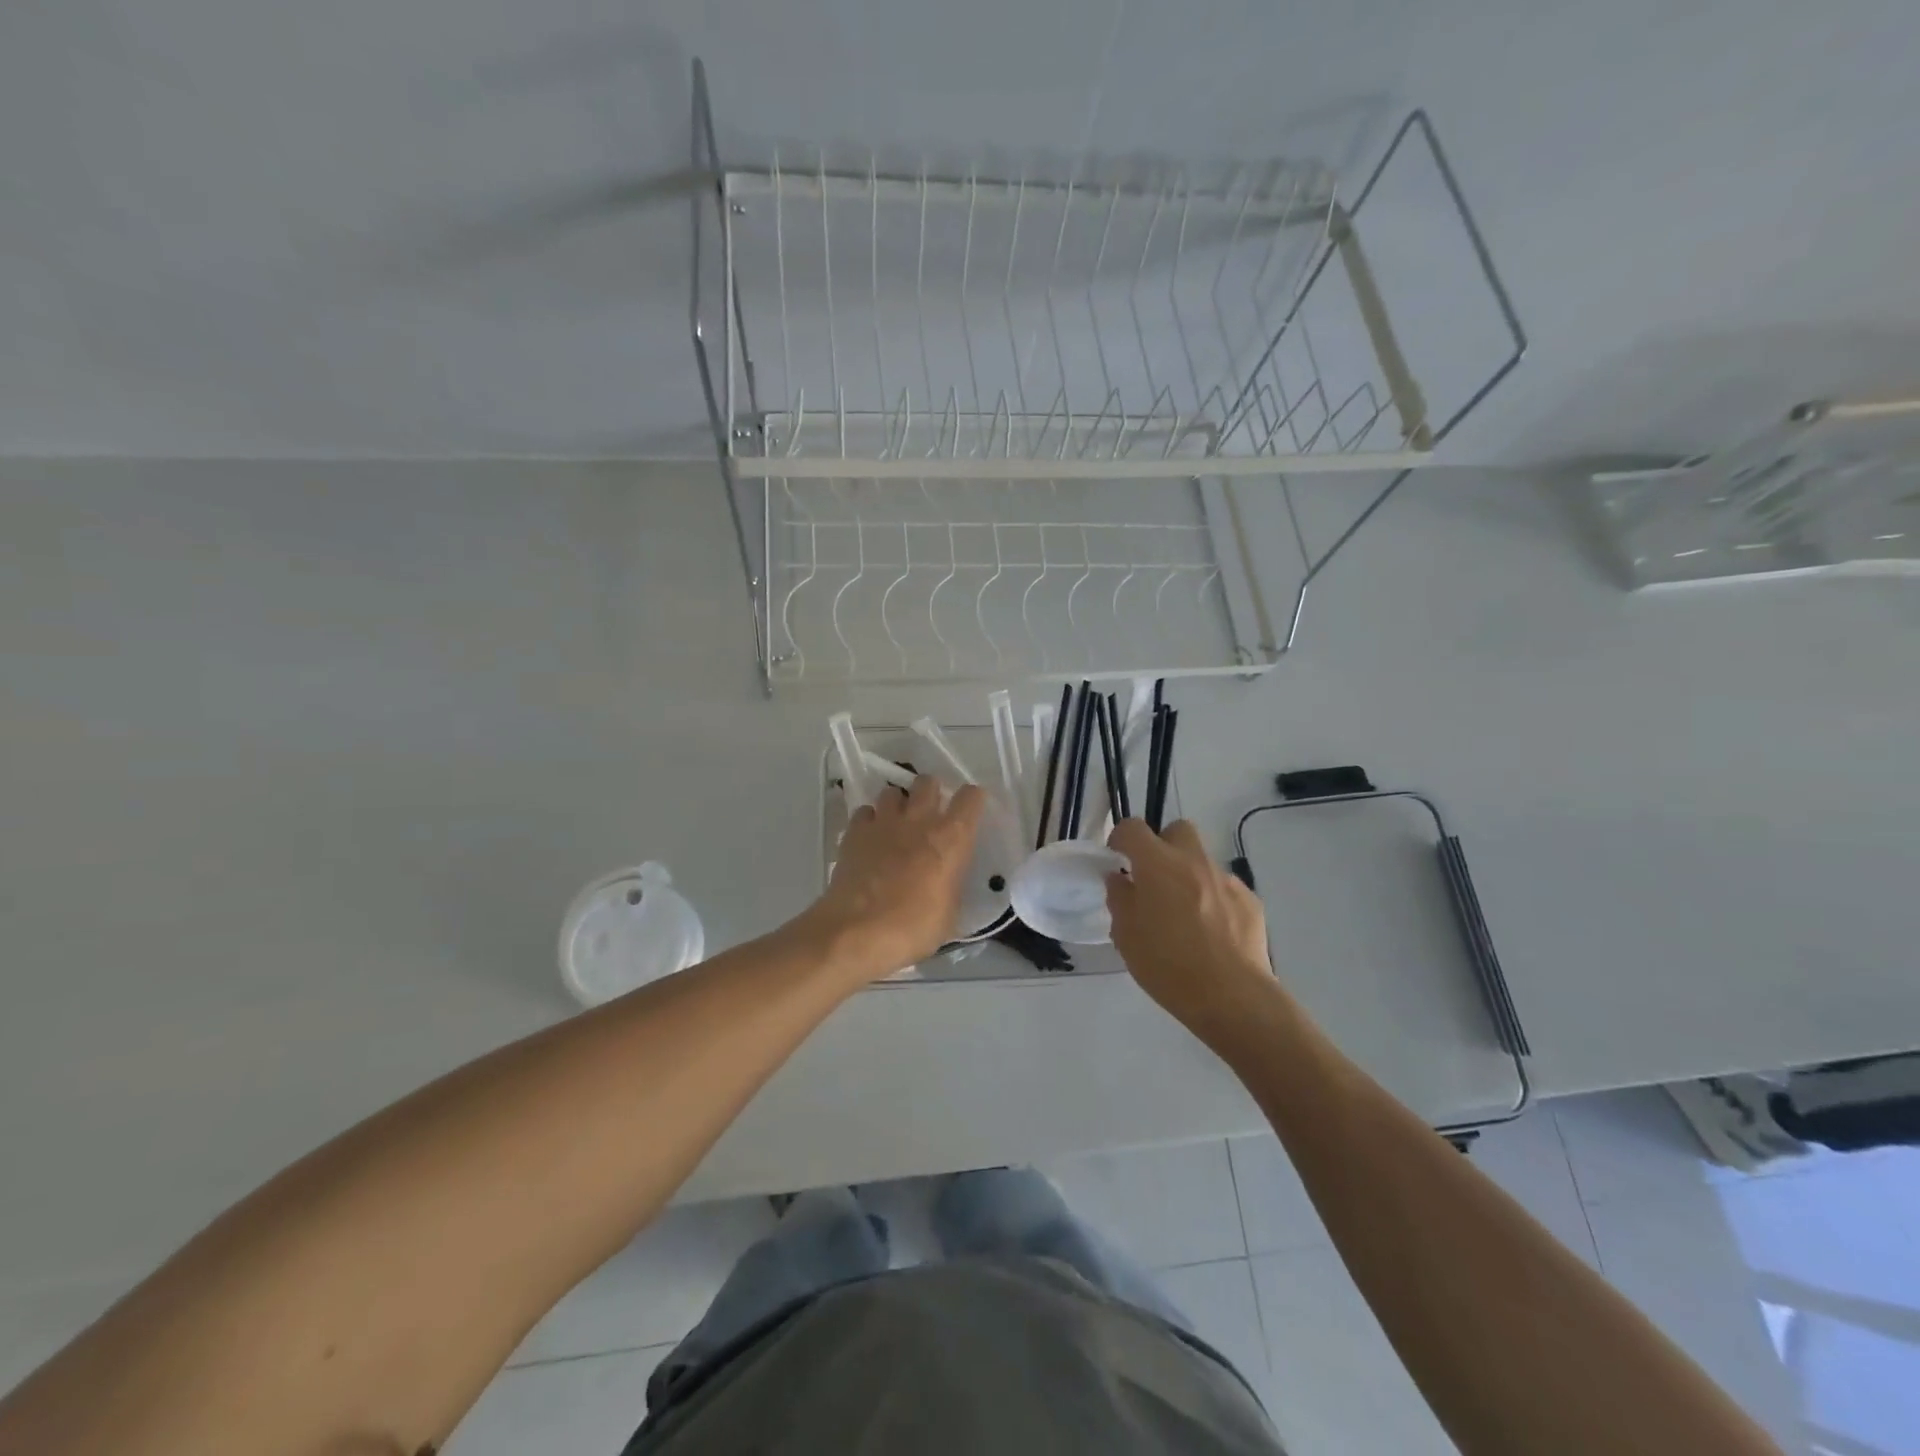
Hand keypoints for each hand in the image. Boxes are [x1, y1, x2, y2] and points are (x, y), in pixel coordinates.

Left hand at [802, 775, 985, 982]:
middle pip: (927, 782)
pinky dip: (870, 821)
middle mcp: (919, 820)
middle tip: (929, 816)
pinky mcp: (854, 832)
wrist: (856, 933)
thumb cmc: (912, 929)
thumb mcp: (949, 914)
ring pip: (892, 792)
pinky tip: (870, 839)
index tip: (969, 812)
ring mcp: (883, 823)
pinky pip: (865, 812)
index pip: (970, 798)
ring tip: (896, 826)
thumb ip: (951, 885)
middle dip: (931, 793)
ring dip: (898, 804)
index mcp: (951, 839)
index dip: (972, 800)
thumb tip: (947, 880)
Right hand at [1106, 819, 1278, 1042]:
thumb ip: (1119, 899)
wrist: (1232, 997)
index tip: (1117, 861)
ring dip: (1188, 875)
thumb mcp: (1126, 935)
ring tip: (1184, 914)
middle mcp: (1193, 861)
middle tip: (1154, 878)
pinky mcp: (1250, 901)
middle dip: (1162, 845)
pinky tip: (1211, 933)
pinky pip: (1224, 888)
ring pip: (1202, 861)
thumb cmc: (1168, 965)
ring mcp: (1226, 879)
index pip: (1133, 828)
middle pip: (1177, 830)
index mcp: (1157, 864)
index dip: (1120, 839)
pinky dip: (1213, 900)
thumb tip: (1119, 878)